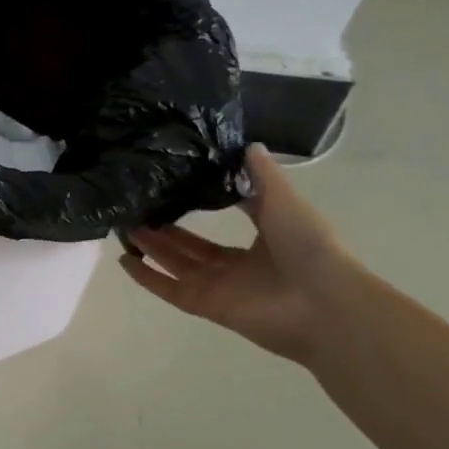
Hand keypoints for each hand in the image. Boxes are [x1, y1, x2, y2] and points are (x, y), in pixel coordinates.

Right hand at [120, 144, 364, 364]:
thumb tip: (246, 143)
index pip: (219, 229)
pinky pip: (170, 290)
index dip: (195, 212)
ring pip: (176, 264)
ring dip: (151, 247)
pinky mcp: (207, 306)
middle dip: (163, 229)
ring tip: (123, 225)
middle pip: (190, 248)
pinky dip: (148, 279)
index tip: (169, 190)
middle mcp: (237, 268)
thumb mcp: (283, 199)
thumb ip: (261, 174)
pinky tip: (124, 260)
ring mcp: (221, 288)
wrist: (325, 302)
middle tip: (136, 208)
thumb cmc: (309, 246)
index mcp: (260, 244)